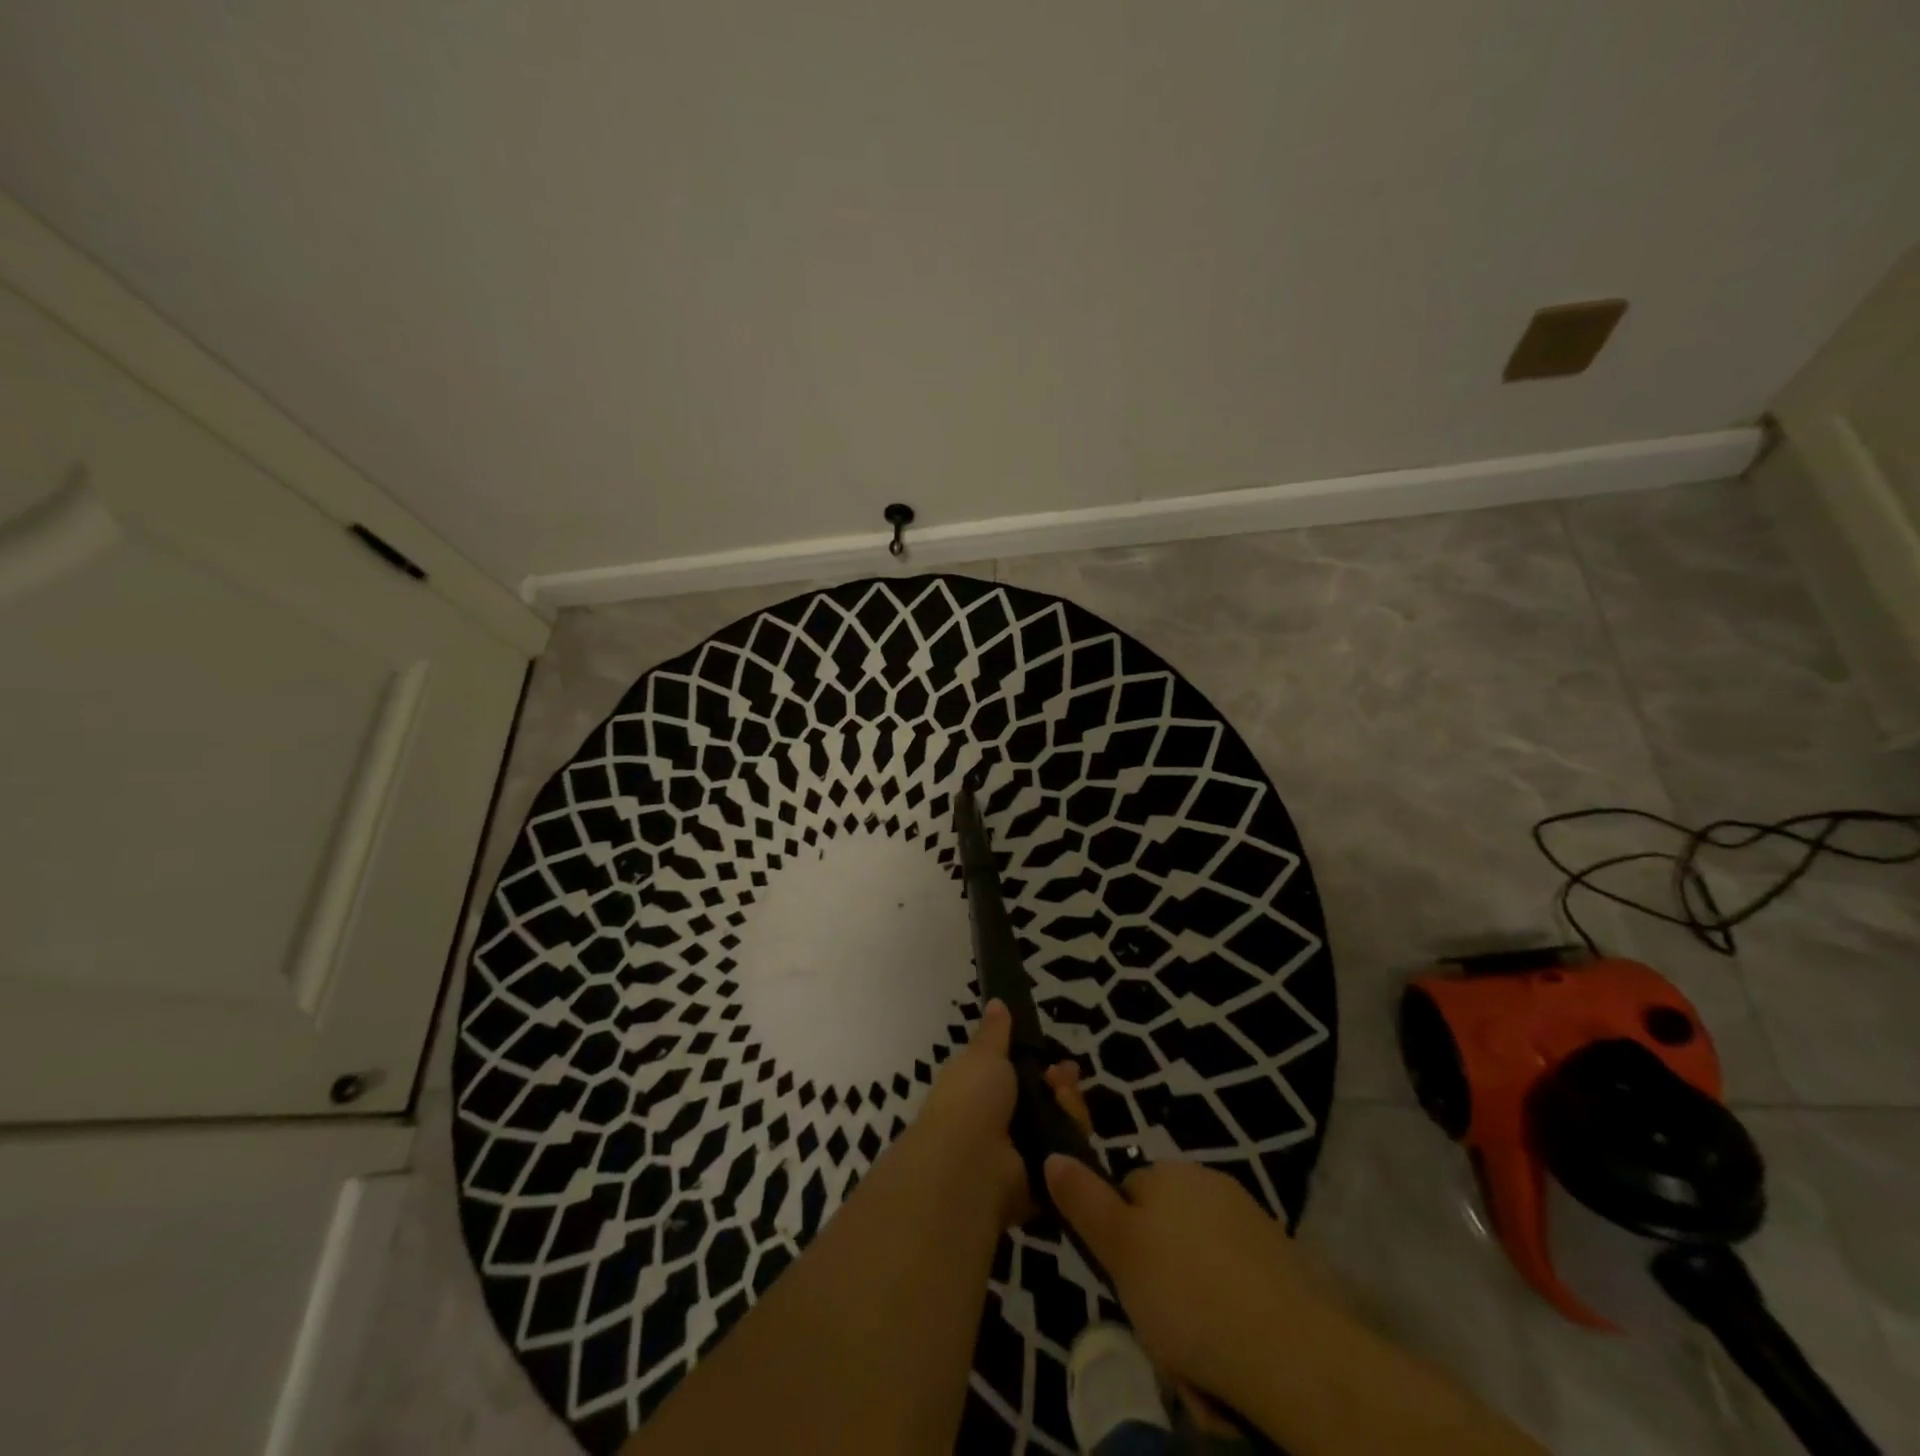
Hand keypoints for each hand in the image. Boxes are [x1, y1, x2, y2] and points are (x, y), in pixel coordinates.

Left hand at [911, 1000, 1088, 1227]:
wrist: (969, 1164)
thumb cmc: (970, 1100)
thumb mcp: (983, 1055)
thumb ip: (995, 1032)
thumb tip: (996, 1001)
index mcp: (984, 1093)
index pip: (1024, 1078)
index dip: (1043, 1066)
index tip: (1056, 1060)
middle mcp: (1003, 1125)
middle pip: (1050, 1103)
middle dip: (1063, 1087)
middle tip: (1064, 1078)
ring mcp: (1023, 1157)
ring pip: (1064, 1128)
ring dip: (1070, 1109)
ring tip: (1062, 1099)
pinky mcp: (1042, 1186)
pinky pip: (1069, 1160)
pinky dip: (1073, 1145)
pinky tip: (1069, 1131)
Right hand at [1044, 1154, 1313, 1414]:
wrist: (1292, 1351)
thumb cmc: (1187, 1292)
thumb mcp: (1118, 1248)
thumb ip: (1084, 1200)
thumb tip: (1053, 1154)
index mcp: (1169, 1173)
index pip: (1127, 1192)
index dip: (1118, 1238)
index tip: (1122, 1280)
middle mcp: (1210, 1183)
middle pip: (1166, 1228)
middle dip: (1158, 1273)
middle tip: (1157, 1324)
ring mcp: (1251, 1221)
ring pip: (1201, 1261)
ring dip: (1192, 1299)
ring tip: (1195, 1355)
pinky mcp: (1284, 1264)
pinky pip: (1238, 1284)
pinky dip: (1230, 1313)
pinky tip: (1231, 1353)